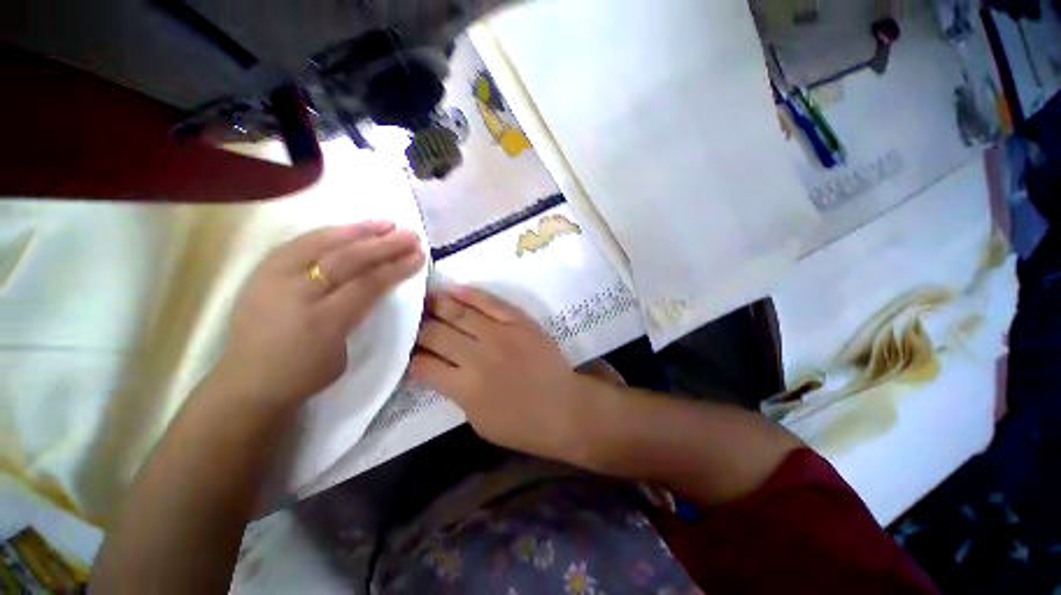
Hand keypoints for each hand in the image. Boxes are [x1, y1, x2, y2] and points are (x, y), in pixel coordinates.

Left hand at [215, 221, 423, 407]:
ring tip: (385, 223)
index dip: (395, 267)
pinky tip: (349, 228)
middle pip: (347, 259)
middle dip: (383, 245)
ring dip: (358, 231)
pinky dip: (329, 233)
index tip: (418, 255)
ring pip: (322, 244)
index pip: (367, 284)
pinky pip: (301, 243)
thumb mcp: (343, 354)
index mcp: (323, 321)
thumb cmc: (303, 374)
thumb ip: (357, 316)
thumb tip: (373, 287)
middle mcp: (297, 294)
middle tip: (410, 235)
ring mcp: (274, 278)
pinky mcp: (262, 271)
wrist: (246, 382)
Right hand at [410, 287, 589, 459]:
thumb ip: (455, 392)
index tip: (408, 350)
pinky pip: (490, 302)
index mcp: (464, 388)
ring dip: (436, 304)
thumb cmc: (522, 424)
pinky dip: (468, 294)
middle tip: (412, 320)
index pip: (422, 365)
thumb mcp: (478, 420)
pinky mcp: (519, 321)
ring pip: (457, 313)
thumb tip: (438, 369)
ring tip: (424, 298)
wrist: (565, 407)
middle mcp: (476, 356)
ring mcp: (499, 334)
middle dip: (418, 327)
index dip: (410, 356)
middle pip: (435, 333)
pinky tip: (452, 289)